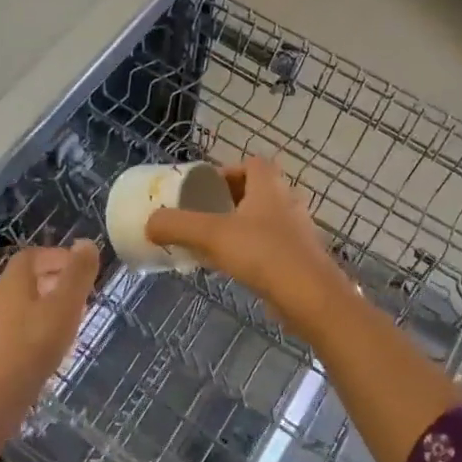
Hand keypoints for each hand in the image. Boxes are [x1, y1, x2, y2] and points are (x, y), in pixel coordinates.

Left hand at [0, 241, 100, 419]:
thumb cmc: (30, 348)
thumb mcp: (64, 307)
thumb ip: (78, 274)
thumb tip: (86, 242)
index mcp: (11, 282)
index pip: (31, 256)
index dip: (57, 257)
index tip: (81, 270)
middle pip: (24, 280)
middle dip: (54, 282)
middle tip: (81, 297)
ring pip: (19, 306)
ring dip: (45, 308)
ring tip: (70, 325)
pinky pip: (13, 330)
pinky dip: (33, 330)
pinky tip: (48, 352)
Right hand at [146, 159, 354, 336]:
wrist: (311, 297)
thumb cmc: (263, 254)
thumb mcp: (211, 235)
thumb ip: (178, 226)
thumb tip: (150, 223)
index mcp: (269, 186)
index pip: (252, 163)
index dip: (228, 171)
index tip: (206, 190)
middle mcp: (288, 202)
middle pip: (258, 191)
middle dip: (231, 201)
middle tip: (206, 217)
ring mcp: (298, 231)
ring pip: (266, 220)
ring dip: (242, 227)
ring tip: (215, 244)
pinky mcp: (301, 259)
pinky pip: (273, 246)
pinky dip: (254, 251)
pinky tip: (235, 269)